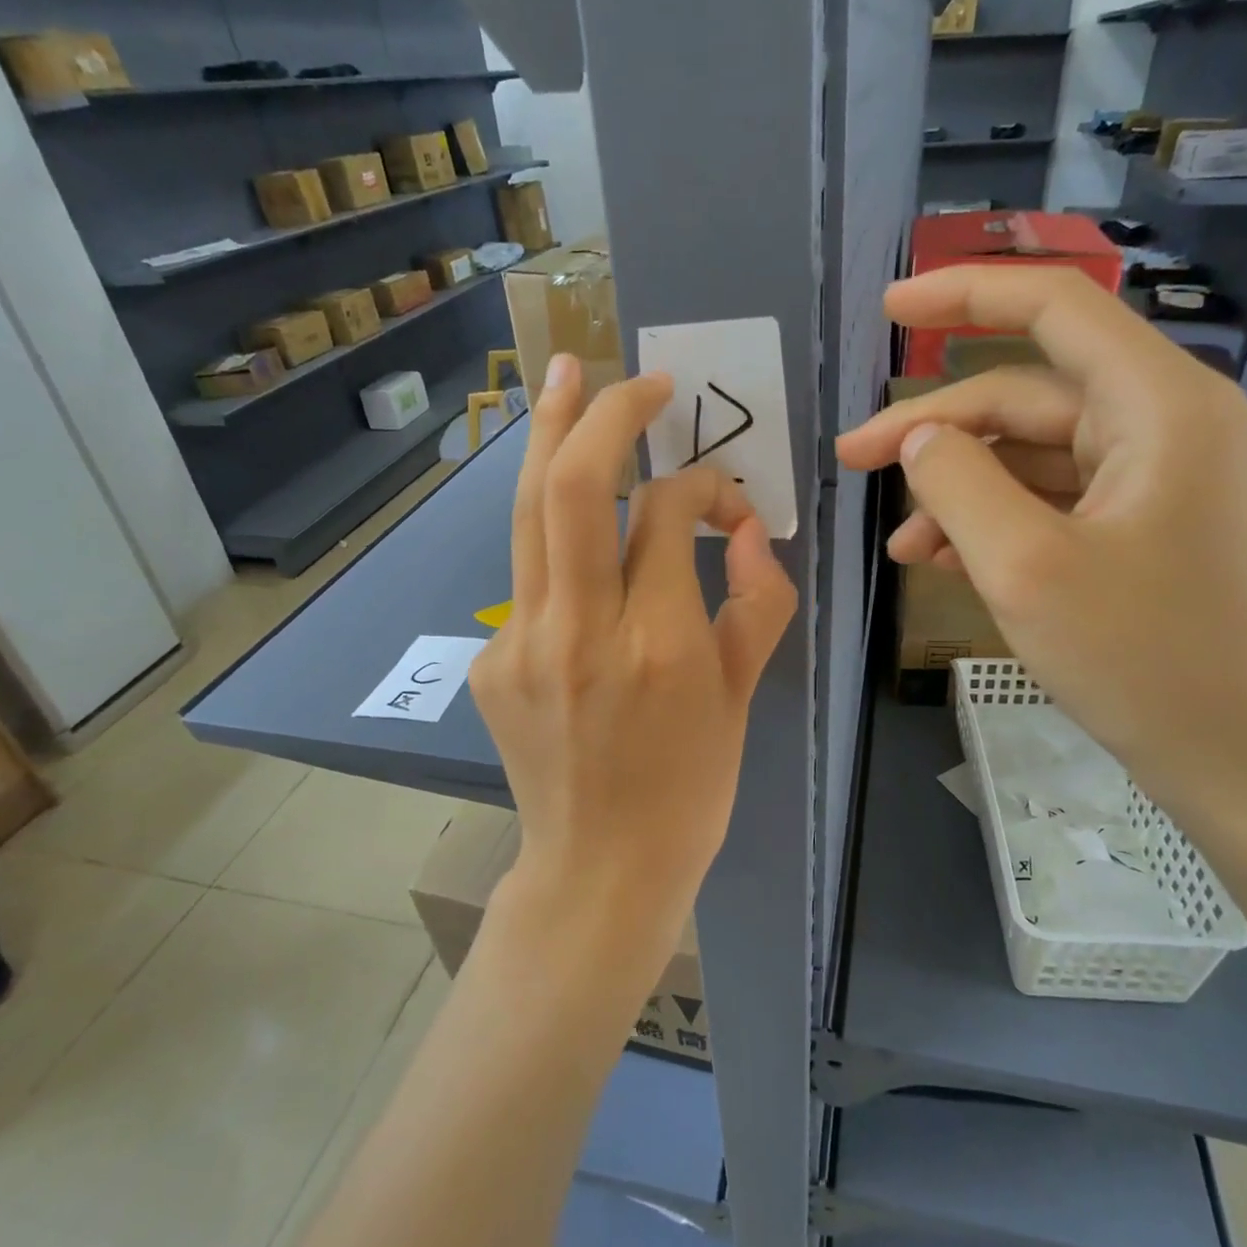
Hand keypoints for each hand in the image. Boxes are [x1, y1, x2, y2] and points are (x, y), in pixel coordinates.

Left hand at [471, 355, 797, 942]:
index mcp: (658, 644)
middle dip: (607, 415)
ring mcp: (521, 643)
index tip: (725, 504)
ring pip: (528, 512)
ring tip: (566, 378)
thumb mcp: (743, 700)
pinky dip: (557, 539)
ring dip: (549, 435)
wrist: (599, 869)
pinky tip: (577, 540)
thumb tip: (745, 530)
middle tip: (636, 378)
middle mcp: (580, 631)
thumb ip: (757, 603)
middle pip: (573, 486)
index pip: (669, 514)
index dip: (704, 486)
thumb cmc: (688, 790)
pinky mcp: (490, 658)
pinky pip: (530, 576)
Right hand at [835, 268, 1246, 844]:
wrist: (1246, 762)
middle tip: (850, 461)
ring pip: (1029, 457)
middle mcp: (1163, 425)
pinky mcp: (1143, 530)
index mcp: (1156, 406)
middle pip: (1024, 397)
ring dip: (956, 489)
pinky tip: (936, 563)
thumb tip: (919, 438)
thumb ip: (958, 484)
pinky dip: (991, 523)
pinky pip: (1049, 503)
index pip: (1053, 307)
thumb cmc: (1143, 660)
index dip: (964, 295)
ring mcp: (1155, 481)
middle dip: (932, 429)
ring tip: (896, 542)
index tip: (887, 311)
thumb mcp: (1025, 568)